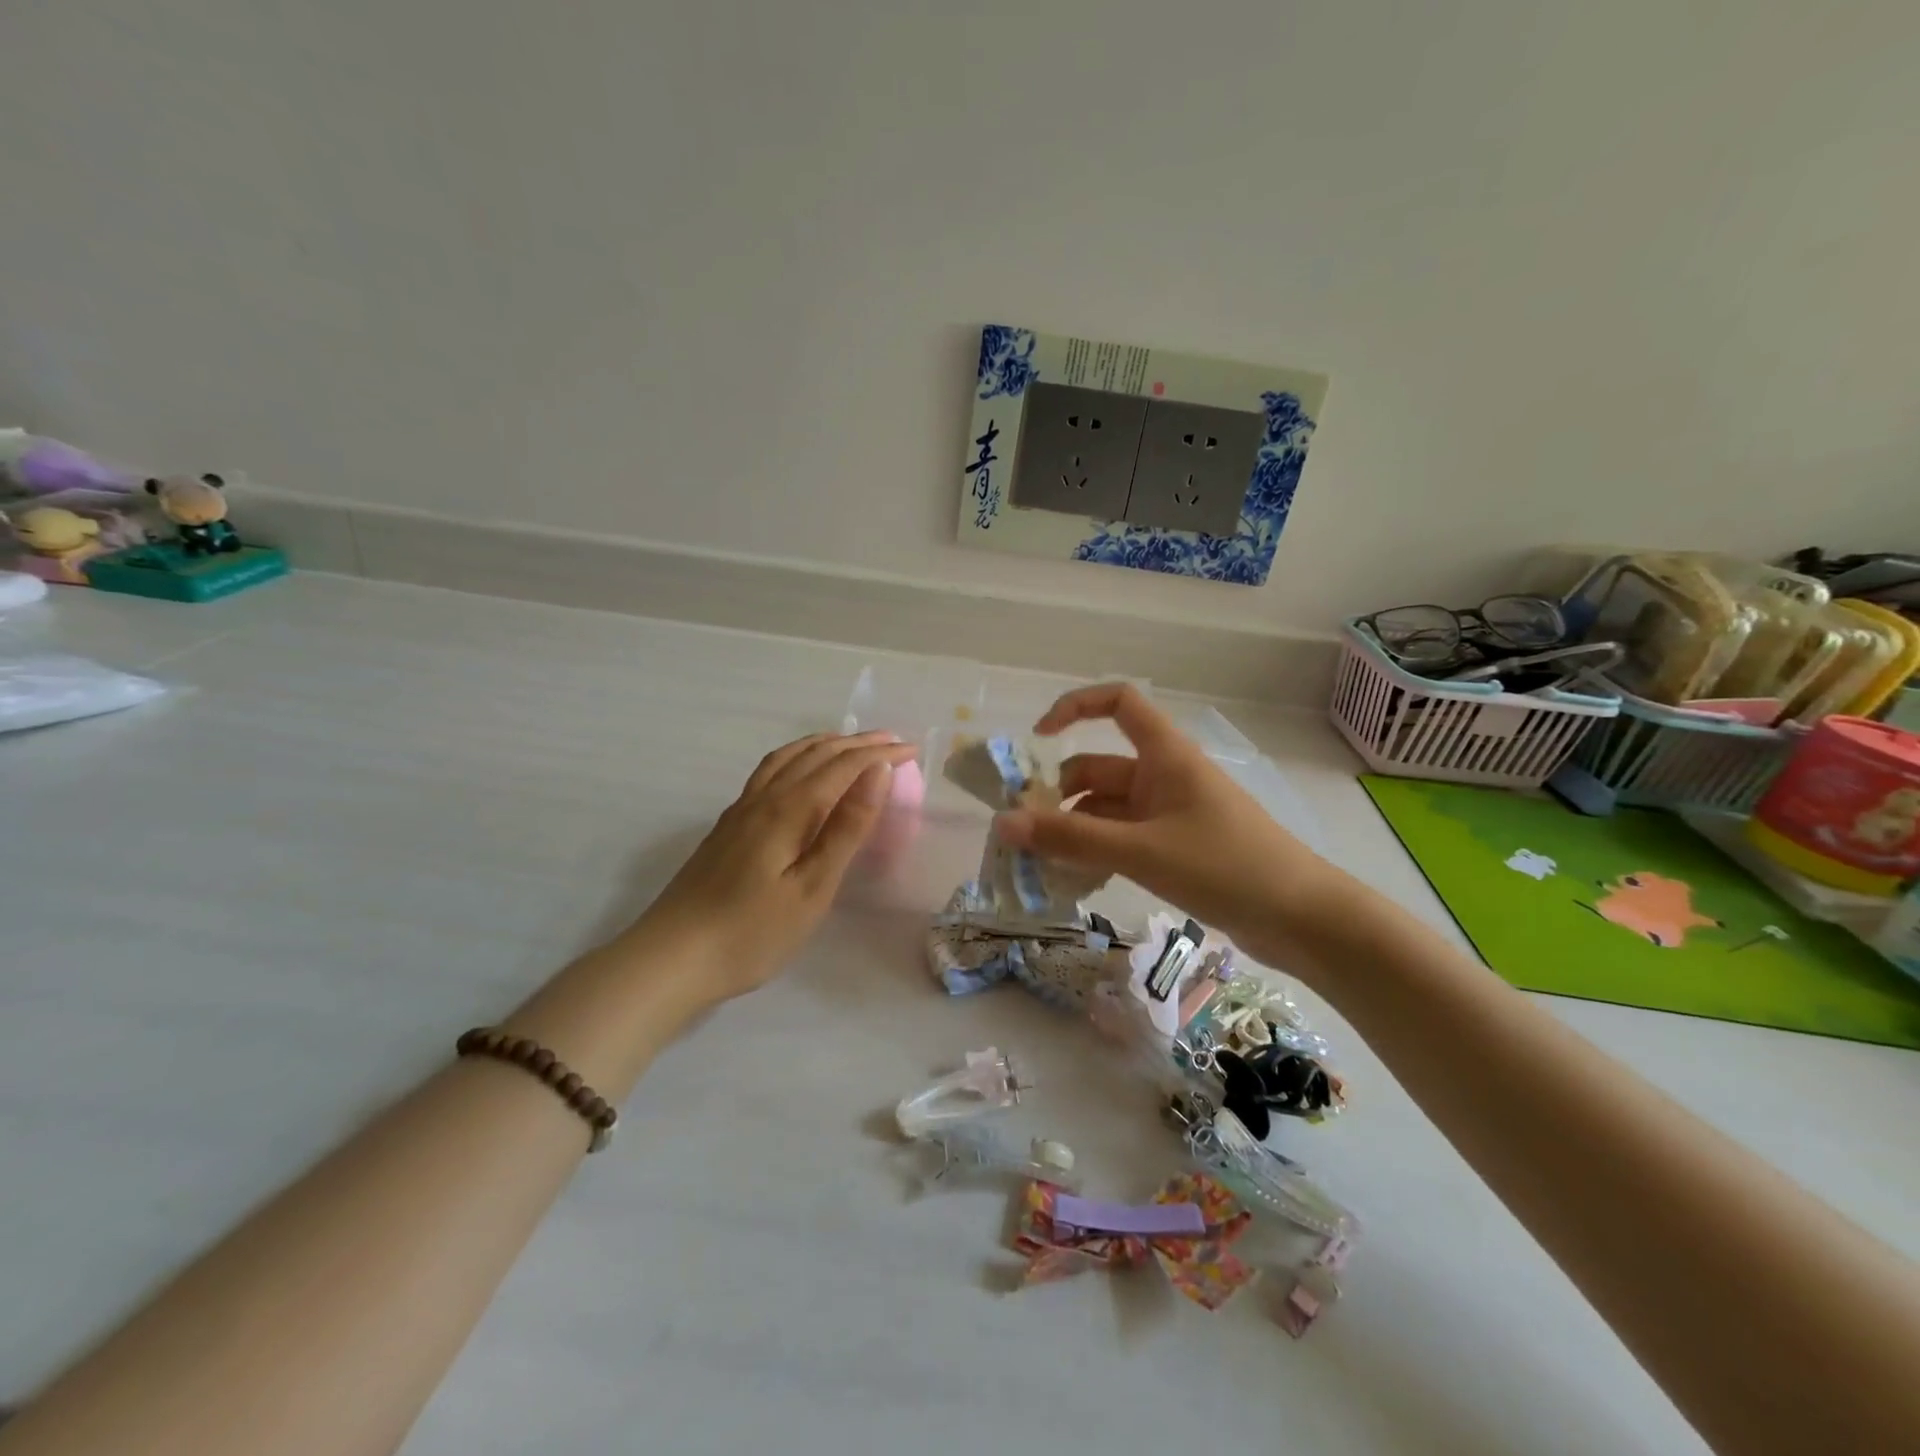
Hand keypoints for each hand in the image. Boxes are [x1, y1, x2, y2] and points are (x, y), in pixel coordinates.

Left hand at [631, 731, 917, 1000]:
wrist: (672, 958)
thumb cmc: (753, 932)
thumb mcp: (813, 887)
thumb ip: (846, 828)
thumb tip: (877, 773)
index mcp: (789, 809)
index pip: (843, 766)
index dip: (879, 755)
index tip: (912, 750)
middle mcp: (764, 797)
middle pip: (816, 754)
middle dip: (858, 743)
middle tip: (893, 742)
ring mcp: (741, 809)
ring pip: (788, 757)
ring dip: (825, 744)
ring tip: (852, 744)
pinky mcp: (728, 825)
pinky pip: (770, 771)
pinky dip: (798, 757)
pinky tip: (799, 772)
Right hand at [992, 684, 1336, 969]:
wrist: (1303, 919)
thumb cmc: (1225, 866)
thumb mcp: (1141, 851)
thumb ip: (1070, 839)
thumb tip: (1003, 824)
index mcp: (1165, 755)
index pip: (1118, 703)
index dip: (1075, 707)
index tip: (1038, 739)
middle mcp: (1165, 776)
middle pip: (1099, 768)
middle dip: (1059, 796)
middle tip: (1024, 835)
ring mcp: (1172, 814)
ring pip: (1108, 809)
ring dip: (1075, 831)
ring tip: (1042, 866)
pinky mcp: (1178, 848)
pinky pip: (1124, 838)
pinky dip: (1098, 852)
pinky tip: (1077, 881)